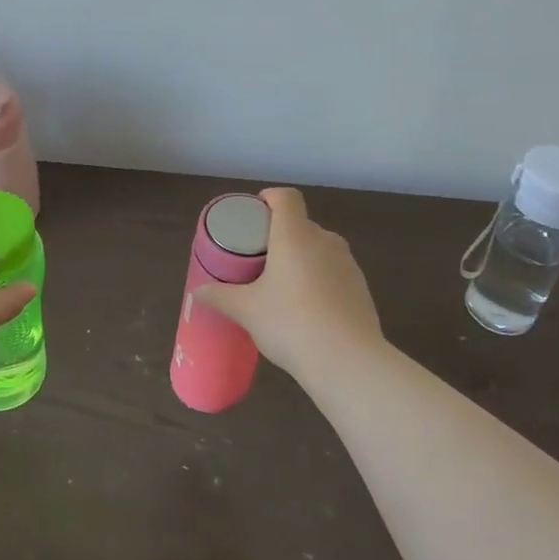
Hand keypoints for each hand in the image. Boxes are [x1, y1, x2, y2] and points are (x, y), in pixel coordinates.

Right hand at [192, 187, 384, 383]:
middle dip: (280, 235)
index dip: (269, 198)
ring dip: (301, 258)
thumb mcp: (247, 311)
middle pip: (301, 224)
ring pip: (319, 249)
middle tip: (259, 258)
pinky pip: (334, 272)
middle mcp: (325, 241)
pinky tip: (307, 309)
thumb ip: (220, 297)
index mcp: (295, 235)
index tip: (254, 214)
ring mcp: (348, 264)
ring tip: (282, 286)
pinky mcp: (361, 288)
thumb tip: (197, 292)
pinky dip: (319, 279)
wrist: (348, 362)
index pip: (286, 197)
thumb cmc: (290, 323)